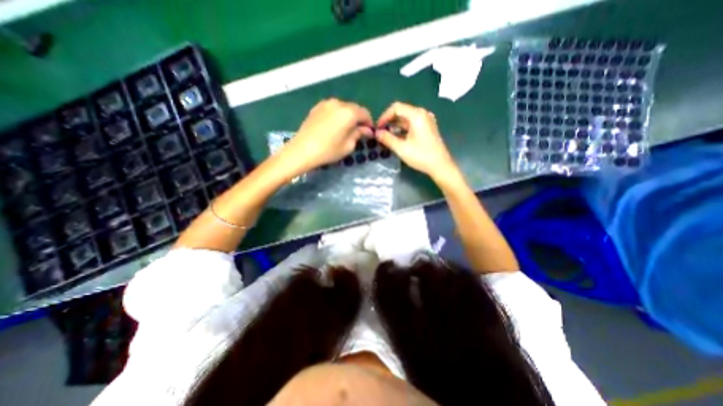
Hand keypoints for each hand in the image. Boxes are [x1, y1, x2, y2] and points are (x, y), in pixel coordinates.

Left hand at [278, 100, 372, 173]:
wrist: (302, 150)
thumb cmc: (328, 150)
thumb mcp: (348, 145)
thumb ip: (359, 134)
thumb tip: (367, 130)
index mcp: (349, 112)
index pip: (365, 113)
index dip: (369, 123)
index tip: (369, 133)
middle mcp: (338, 103)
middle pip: (354, 108)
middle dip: (359, 119)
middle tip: (358, 132)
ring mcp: (326, 103)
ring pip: (343, 108)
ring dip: (348, 117)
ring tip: (346, 129)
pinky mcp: (317, 107)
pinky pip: (333, 109)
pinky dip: (337, 115)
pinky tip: (334, 127)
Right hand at [376, 102, 453, 176]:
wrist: (440, 166)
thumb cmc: (421, 156)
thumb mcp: (401, 148)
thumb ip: (387, 139)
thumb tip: (376, 133)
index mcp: (417, 115)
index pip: (396, 108)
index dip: (384, 116)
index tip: (377, 128)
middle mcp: (422, 114)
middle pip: (401, 112)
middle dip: (389, 121)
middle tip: (380, 133)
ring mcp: (426, 120)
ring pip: (406, 119)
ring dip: (395, 126)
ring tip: (386, 137)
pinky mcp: (427, 128)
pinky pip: (412, 124)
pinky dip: (403, 129)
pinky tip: (396, 138)